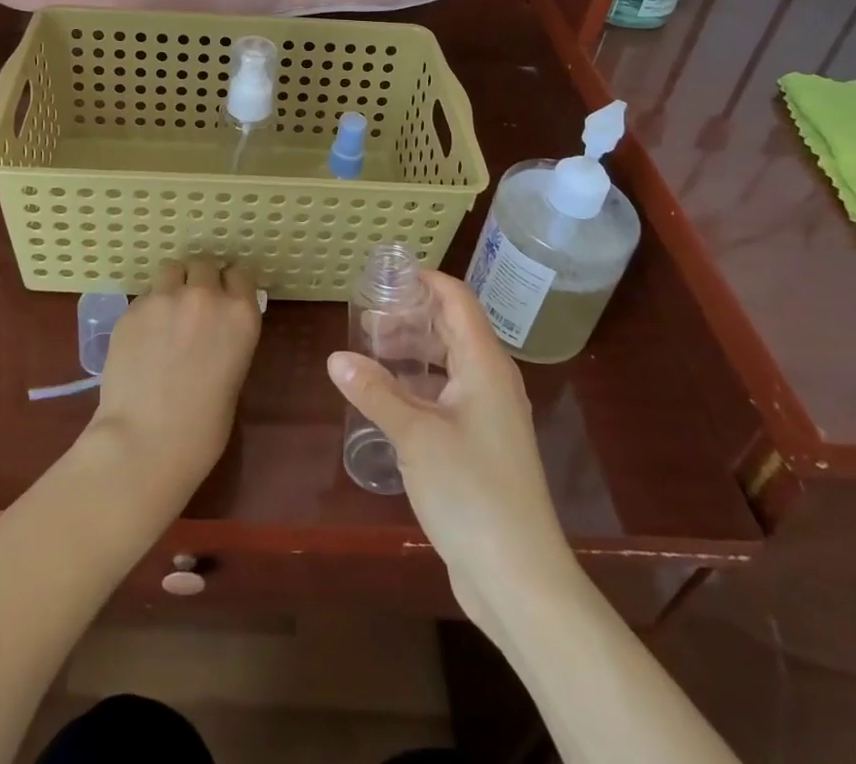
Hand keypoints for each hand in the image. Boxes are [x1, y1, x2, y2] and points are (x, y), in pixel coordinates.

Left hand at [82, 257, 261, 514]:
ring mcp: (165, 298)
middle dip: (200, 279)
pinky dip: (148, 309)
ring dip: (173, 285)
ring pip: (171, 270)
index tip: (225, 296)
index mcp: (240, 314)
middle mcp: (205, 296)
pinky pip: (145, 297)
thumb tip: (212, 330)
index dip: (230, 284)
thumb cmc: (202, 429)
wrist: (145, 442)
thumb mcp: (233, 376)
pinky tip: (143, 338)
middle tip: (193, 305)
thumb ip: (227, 339)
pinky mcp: (132, 309)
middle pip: (204, 264)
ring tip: (166, 313)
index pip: (240, 274)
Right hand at [325, 270, 575, 631]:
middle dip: (410, 318)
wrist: (519, 578)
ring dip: (412, 354)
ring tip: (368, 356)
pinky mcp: (481, 446)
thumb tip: (335, 358)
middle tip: (365, 320)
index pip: (457, 299)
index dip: (425, 281)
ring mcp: (489, 416)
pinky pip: (447, 397)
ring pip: (448, 364)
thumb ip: (375, 392)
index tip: (384, 277)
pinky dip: (418, 387)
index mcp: (485, 364)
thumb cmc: (471, 492)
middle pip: (452, 329)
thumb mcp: (415, 436)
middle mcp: (492, 381)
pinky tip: (387, 401)